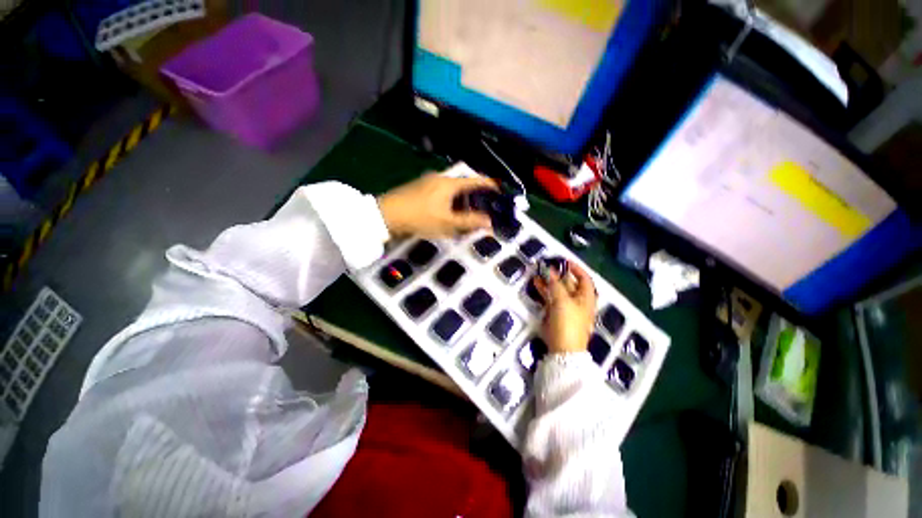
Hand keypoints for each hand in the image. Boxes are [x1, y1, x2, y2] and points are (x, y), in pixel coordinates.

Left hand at [377, 173, 499, 237]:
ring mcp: (428, 181)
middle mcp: (440, 178)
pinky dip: (451, 200)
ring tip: (467, 213)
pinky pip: (442, 192)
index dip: (490, 185)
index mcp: (449, 183)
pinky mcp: (420, 188)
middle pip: (464, 185)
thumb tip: (490, 222)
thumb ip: (469, 222)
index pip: (476, 181)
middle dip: (476, 196)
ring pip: (452, 189)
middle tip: (483, 208)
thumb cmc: (420, 218)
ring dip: (462, 199)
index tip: (500, 191)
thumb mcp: (447, 223)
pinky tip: (448, 212)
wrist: (386, 215)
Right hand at [534, 262, 597, 354]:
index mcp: (586, 298)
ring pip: (558, 291)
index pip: (584, 278)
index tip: (564, 261)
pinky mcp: (557, 315)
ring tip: (538, 273)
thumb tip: (549, 270)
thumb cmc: (568, 322)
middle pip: (570, 284)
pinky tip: (536, 284)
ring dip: (549, 282)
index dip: (576, 269)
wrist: (563, 349)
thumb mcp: (562, 300)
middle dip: (559, 274)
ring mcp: (567, 308)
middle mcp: (578, 302)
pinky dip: (545, 291)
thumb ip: (555, 284)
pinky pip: (551, 299)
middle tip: (547, 266)